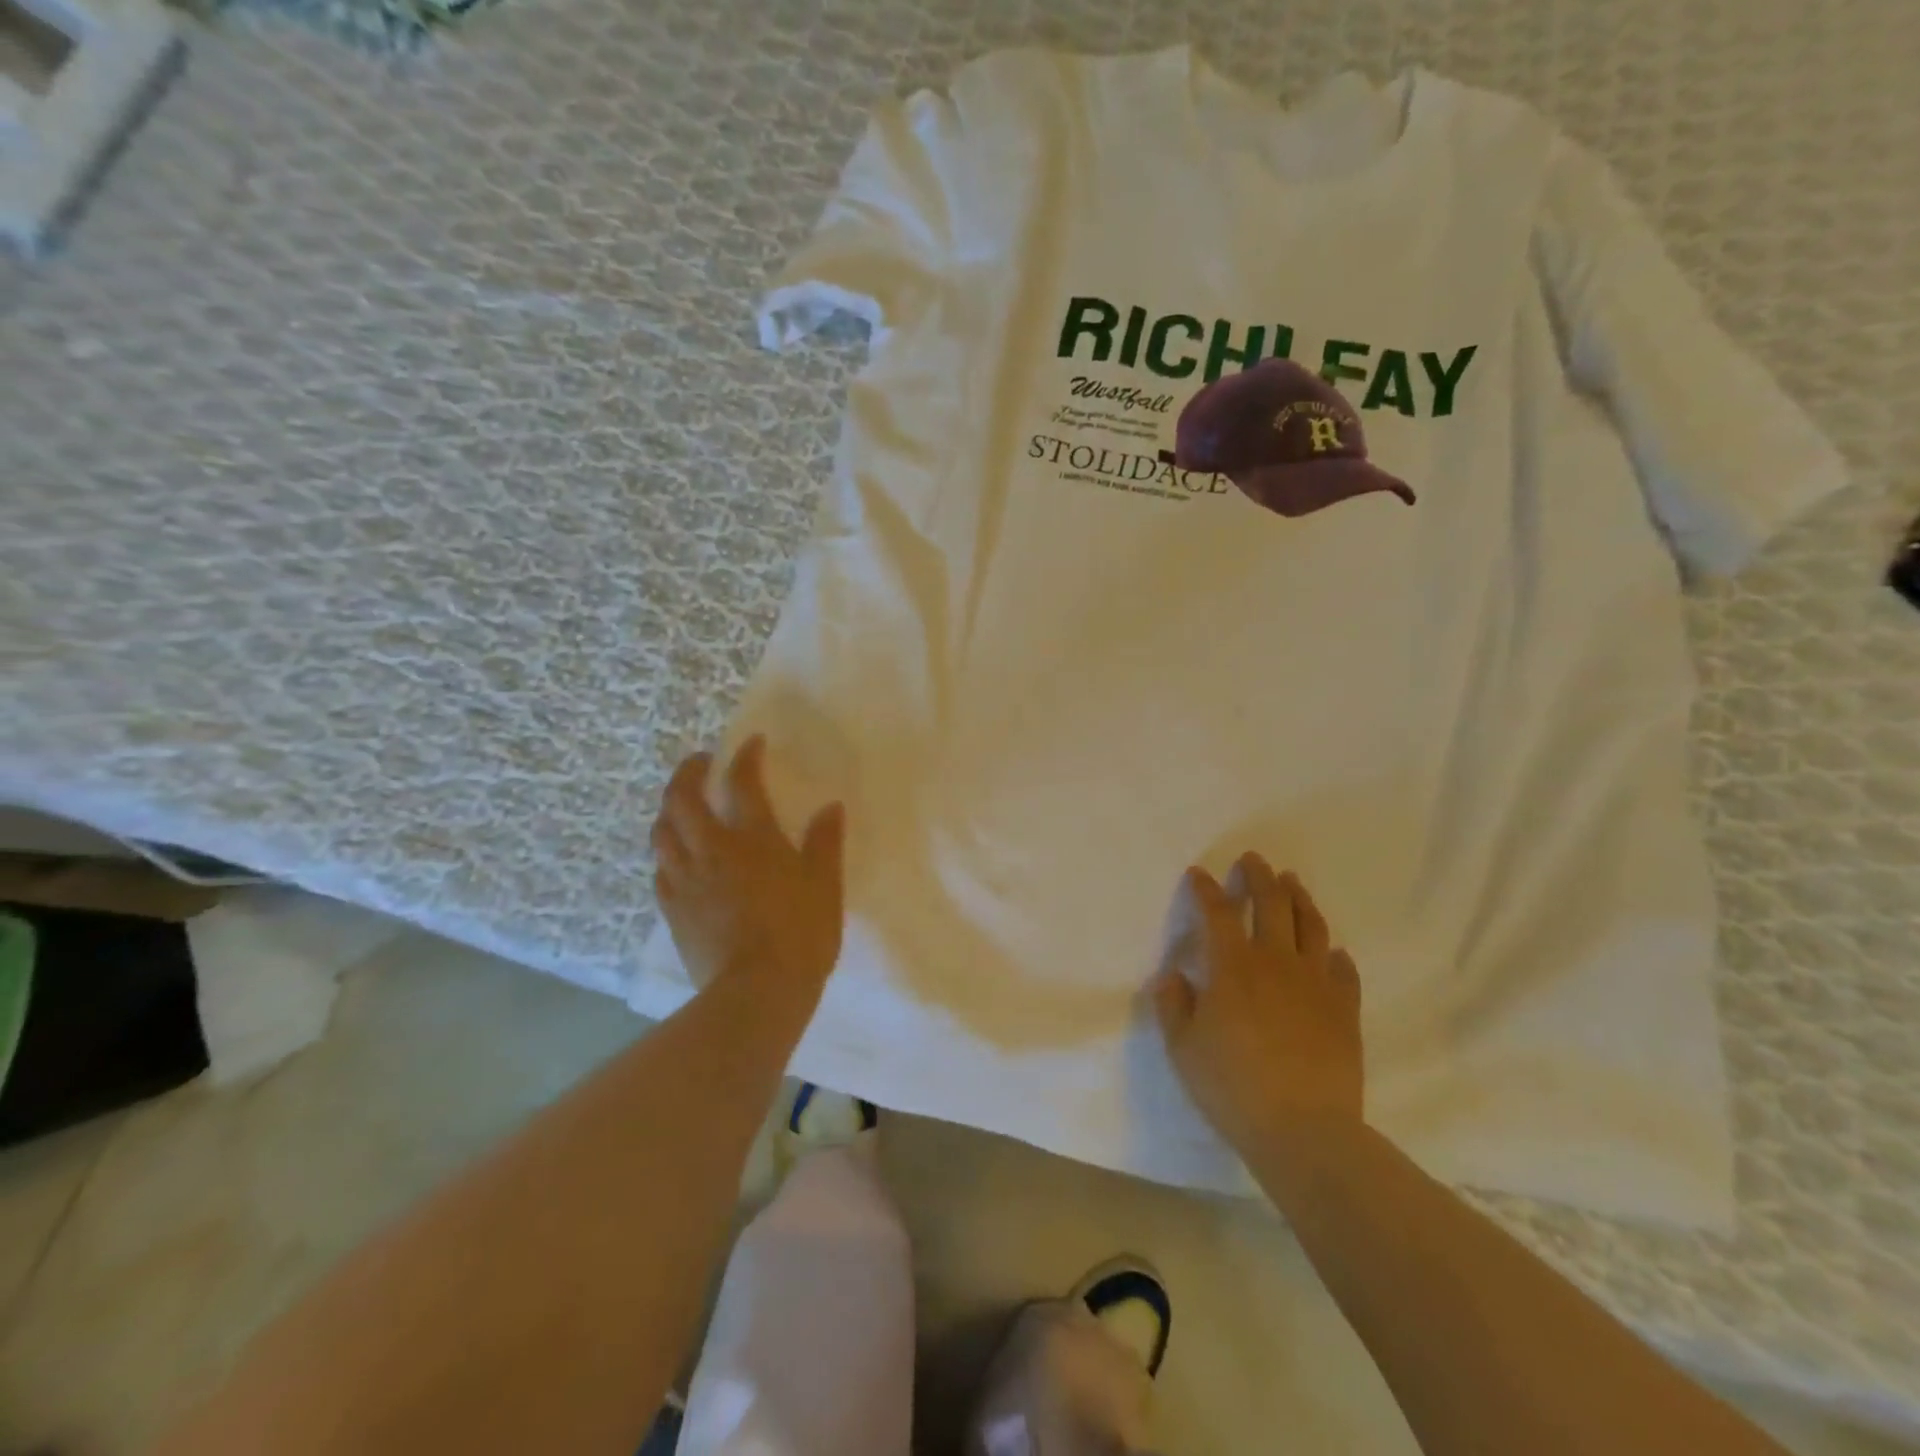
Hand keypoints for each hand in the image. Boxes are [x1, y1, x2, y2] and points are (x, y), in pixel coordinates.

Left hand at [651, 736, 846, 1014]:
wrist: (756, 993)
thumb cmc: (800, 934)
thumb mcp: (825, 886)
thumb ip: (825, 843)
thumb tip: (830, 808)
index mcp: (753, 839)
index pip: (743, 783)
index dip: (745, 757)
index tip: (750, 743)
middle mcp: (711, 850)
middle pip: (683, 799)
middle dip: (688, 773)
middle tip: (699, 763)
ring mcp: (686, 880)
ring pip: (662, 831)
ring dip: (669, 809)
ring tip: (680, 806)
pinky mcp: (672, 910)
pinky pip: (660, 869)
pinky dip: (666, 852)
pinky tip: (676, 857)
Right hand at [1153, 853, 1363, 1153]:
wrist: (1305, 1131)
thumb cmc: (1233, 1088)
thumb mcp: (1182, 1049)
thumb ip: (1173, 1006)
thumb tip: (1173, 976)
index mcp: (1232, 967)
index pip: (1217, 913)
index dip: (1206, 889)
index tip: (1199, 873)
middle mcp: (1275, 962)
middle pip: (1270, 904)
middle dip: (1259, 877)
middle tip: (1254, 860)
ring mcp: (1316, 983)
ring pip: (1310, 926)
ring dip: (1299, 898)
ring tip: (1292, 882)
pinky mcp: (1344, 1009)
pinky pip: (1343, 971)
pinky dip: (1335, 954)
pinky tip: (1332, 952)